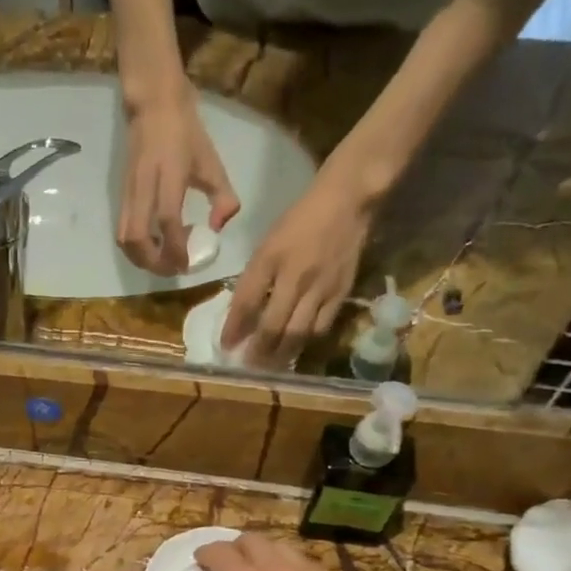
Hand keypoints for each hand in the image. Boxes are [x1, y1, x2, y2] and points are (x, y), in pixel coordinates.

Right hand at [119, 85, 240, 275]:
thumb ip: (223, 197)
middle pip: (136, 238)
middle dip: (153, 263)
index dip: (175, 249)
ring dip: (141, 259)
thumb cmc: (186, 133)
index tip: (187, 264)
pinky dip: (136, 247)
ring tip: (162, 260)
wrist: (153, 106)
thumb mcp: (212, 163)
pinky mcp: (121, 195)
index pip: (167, 221)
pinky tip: (154, 244)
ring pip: (124, 238)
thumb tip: (218, 228)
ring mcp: (128, 192)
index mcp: (169, 177)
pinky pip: (122, 230)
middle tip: (173, 268)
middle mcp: (144, 187)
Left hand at [221, 177, 369, 368]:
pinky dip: (306, 342)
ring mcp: (320, 287)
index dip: (234, 328)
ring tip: (270, 367)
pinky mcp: (341, 293)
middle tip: (248, 367)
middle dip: (258, 350)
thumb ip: (254, 278)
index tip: (225, 346)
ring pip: (297, 332)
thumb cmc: (299, 221)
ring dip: (281, 354)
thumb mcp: (268, 245)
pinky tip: (296, 351)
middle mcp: (294, 276)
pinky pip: (321, 327)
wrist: (346, 202)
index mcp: (270, 259)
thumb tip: (242, 314)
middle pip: (273, 324)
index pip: (247, 301)